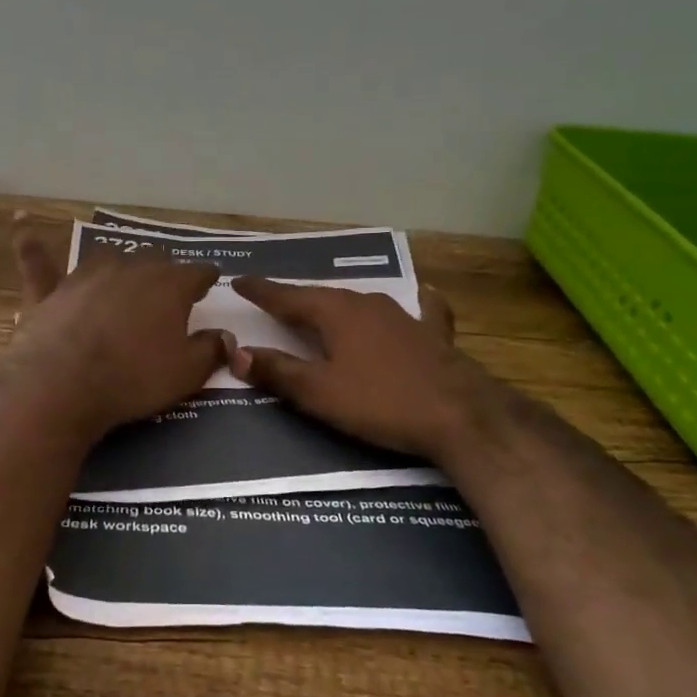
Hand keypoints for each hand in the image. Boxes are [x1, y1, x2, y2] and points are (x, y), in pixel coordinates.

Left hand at [2, 220, 229, 438]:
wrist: (63, 383)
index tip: (210, 284)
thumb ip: (210, 351)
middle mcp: (130, 268)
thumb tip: (226, 337)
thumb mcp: (186, 373)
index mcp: (169, 285)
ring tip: (124, 278)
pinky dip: (30, 241)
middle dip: (164, 273)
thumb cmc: (133, 378)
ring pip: (108, 258)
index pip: (197, 272)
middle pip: (154, 261)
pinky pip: (38, 259)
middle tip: (167, 294)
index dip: (205, 279)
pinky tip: (19, 220)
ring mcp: (86, 275)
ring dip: (120, 267)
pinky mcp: (49, 291)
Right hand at [228, 277, 505, 461]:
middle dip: (296, 298)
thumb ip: (277, 371)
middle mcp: (367, 304)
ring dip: (337, 305)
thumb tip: (236, 354)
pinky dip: (410, 307)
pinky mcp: (432, 335)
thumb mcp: (319, 393)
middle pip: (322, 297)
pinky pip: (416, 313)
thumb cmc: (381, 402)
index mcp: (336, 312)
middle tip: (273, 300)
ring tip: (322, 308)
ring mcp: (404, 316)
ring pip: (361, 304)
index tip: (238, 281)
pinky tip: (422, 300)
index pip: (287, 297)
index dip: (261, 291)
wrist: (460, 415)